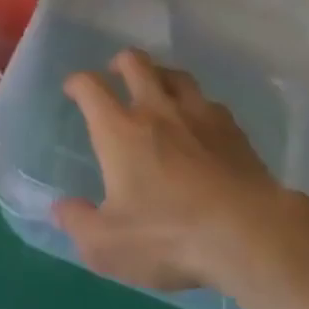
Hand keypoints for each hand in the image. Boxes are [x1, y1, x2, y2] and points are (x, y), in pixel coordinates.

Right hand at [53, 49, 288, 293]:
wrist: (248, 233)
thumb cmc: (169, 236)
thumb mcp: (108, 245)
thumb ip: (78, 223)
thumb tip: (60, 208)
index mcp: (120, 130)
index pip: (91, 87)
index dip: (77, 82)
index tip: (73, 88)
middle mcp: (157, 110)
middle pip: (136, 63)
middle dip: (121, 62)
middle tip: (116, 74)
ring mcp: (199, 114)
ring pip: (176, 75)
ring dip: (161, 75)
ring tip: (157, 89)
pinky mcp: (233, 129)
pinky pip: (209, 102)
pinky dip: (197, 105)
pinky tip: (199, 124)